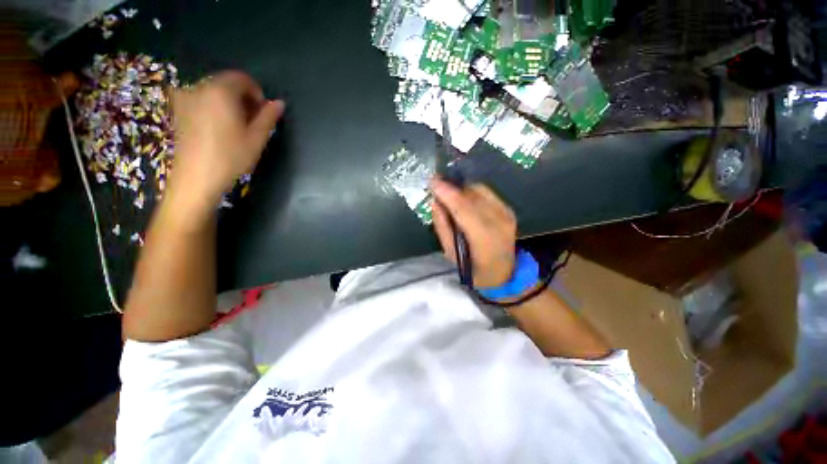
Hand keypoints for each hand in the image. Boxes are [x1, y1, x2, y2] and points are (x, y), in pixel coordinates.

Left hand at [169, 71, 283, 213]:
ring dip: (230, 103)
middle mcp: (199, 88)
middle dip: (243, 98)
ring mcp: (185, 99)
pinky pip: (201, 100)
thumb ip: (268, 117)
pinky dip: (215, 108)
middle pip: (226, 83)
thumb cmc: (231, 158)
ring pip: (214, 92)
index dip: (257, 93)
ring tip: (238, 127)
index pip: (242, 78)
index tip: (264, 113)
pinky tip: (221, 129)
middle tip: (253, 121)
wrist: (196, 179)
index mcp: (220, 91)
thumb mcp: (256, 138)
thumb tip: (279, 103)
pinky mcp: (178, 111)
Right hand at [431, 179, 516, 287]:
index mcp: (484, 237)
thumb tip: (435, 202)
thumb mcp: (451, 254)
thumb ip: (442, 227)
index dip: (446, 192)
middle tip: (437, 188)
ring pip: (480, 190)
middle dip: (452, 188)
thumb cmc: (474, 270)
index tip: (431, 180)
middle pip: (471, 194)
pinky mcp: (508, 210)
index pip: (462, 207)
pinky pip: (487, 193)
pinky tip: (465, 202)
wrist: (505, 274)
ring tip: (450, 197)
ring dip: (461, 190)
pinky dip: (472, 193)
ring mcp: (506, 213)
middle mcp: (499, 221)